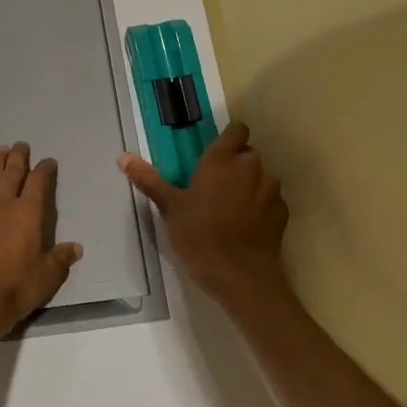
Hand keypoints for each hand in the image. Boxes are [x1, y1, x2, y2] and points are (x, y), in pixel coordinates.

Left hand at [0, 142, 83, 340]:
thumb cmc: (17, 287)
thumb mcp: (48, 275)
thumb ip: (61, 258)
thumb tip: (76, 247)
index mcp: (28, 213)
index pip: (39, 182)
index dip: (45, 169)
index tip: (49, 161)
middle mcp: (4, 205)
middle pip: (12, 173)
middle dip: (18, 157)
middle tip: (21, 144)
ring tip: (1, 151)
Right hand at [119, 122, 289, 305]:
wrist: (240, 276)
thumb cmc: (199, 236)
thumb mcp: (169, 208)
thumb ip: (149, 179)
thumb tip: (123, 157)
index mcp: (221, 159)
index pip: (236, 130)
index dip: (228, 138)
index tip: (215, 153)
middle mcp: (250, 167)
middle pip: (248, 153)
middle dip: (236, 163)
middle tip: (215, 185)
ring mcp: (270, 189)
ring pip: (262, 176)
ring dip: (250, 184)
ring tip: (231, 207)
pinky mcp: (282, 212)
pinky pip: (271, 199)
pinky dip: (261, 206)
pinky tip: (247, 225)